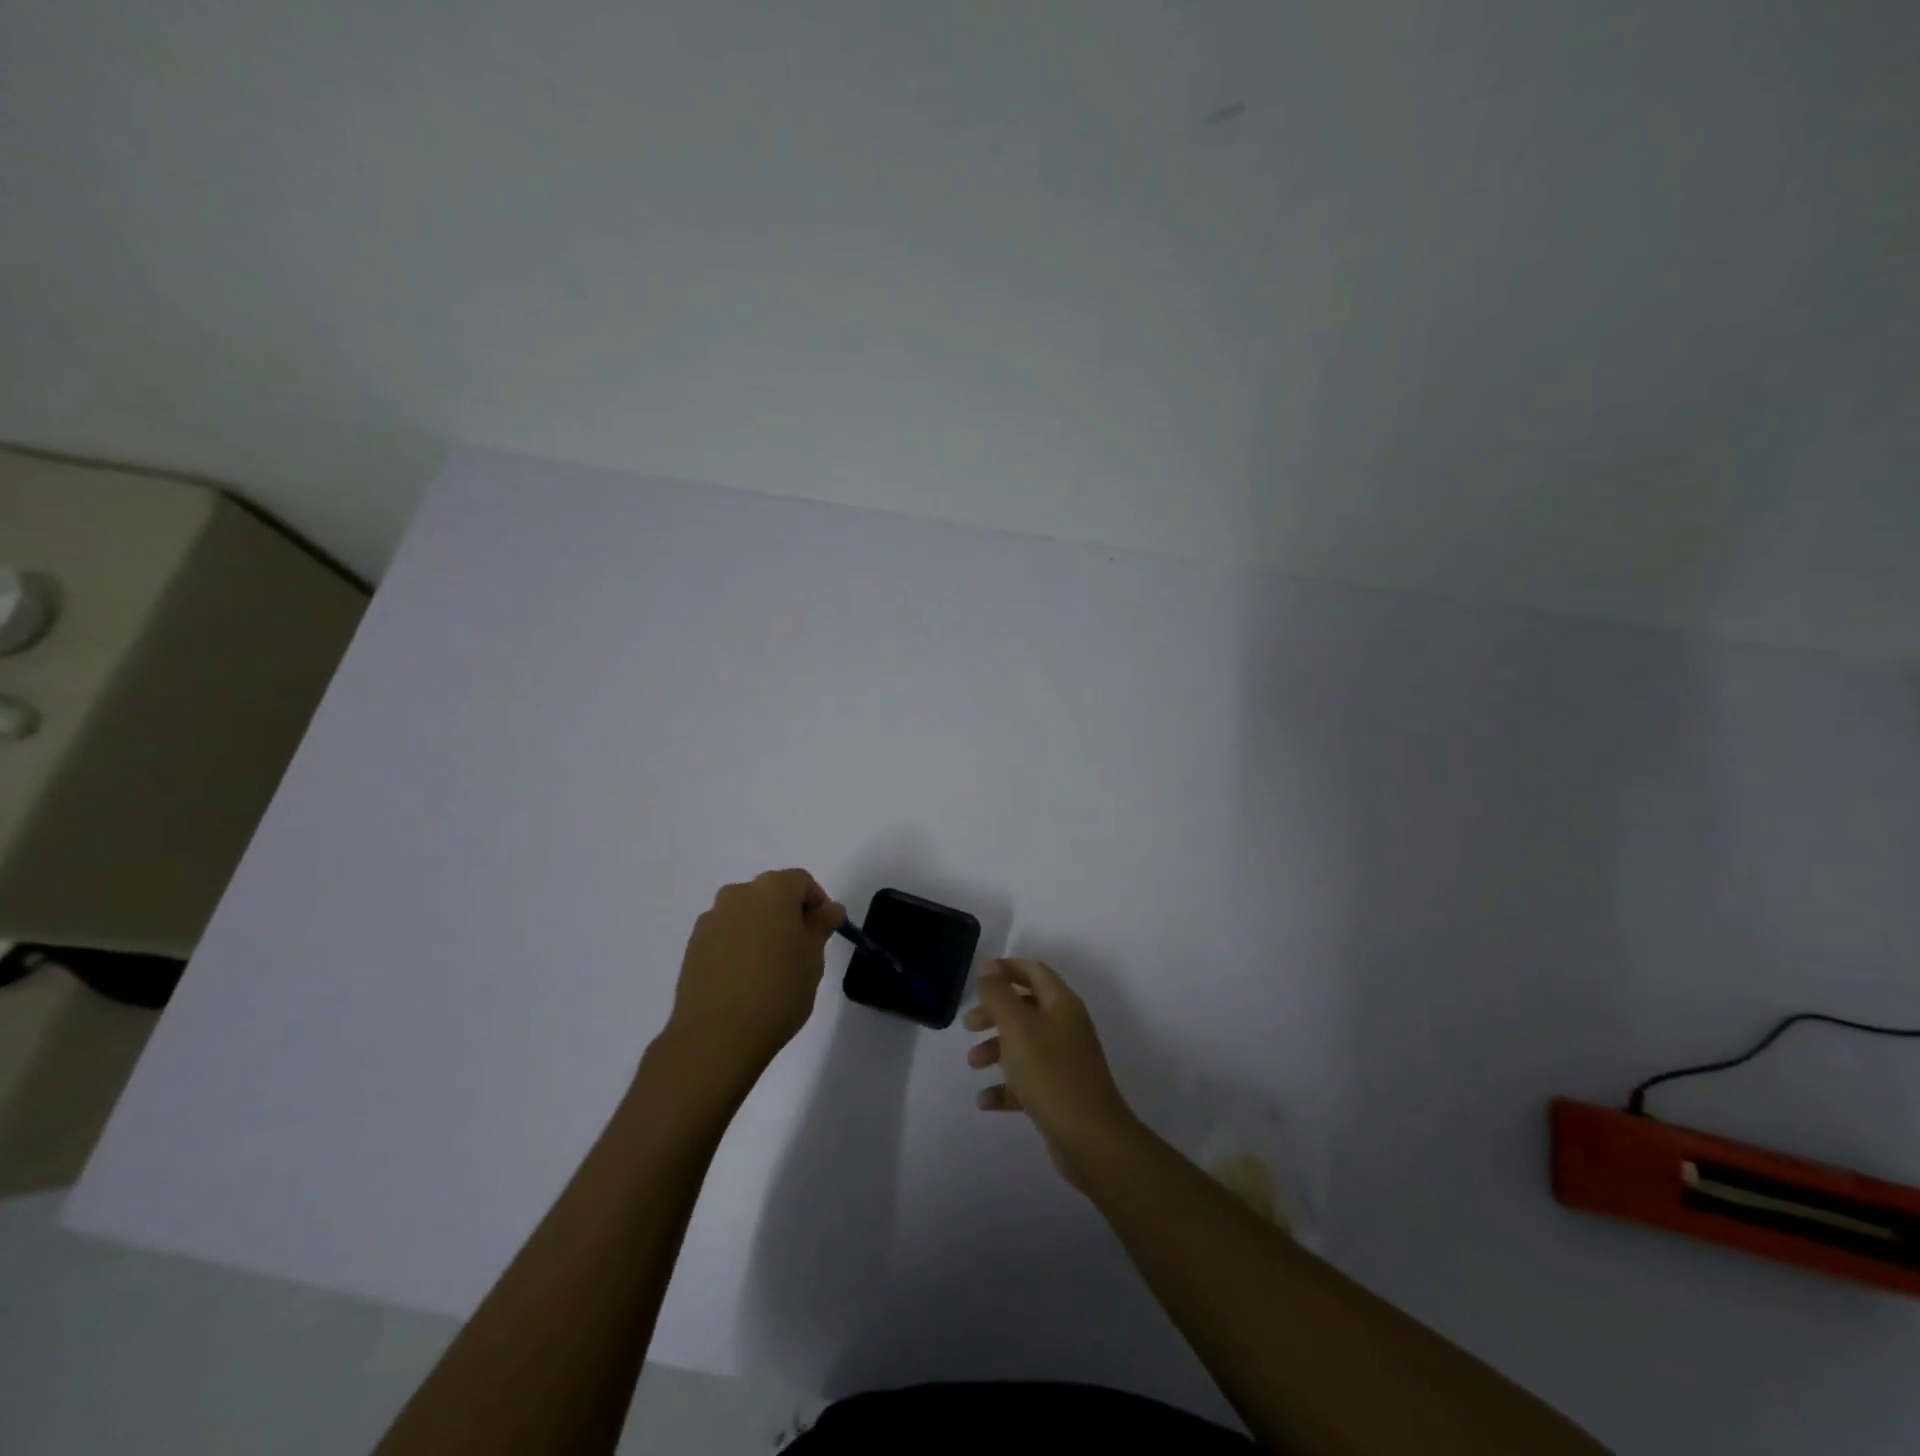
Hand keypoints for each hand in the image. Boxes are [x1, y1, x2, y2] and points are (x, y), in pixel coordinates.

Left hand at [662, 869, 844, 1090]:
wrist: (716, 1036)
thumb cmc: (778, 990)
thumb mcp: (813, 957)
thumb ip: (821, 925)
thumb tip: (830, 908)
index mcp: (772, 889)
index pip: (802, 881)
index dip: (817, 903)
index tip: (824, 932)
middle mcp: (738, 894)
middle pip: (771, 893)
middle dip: (788, 914)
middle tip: (800, 950)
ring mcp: (711, 918)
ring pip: (746, 914)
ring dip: (761, 929)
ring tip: (770, 967)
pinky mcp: (693, 945)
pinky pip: (725, 934)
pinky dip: (739, 946)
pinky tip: (745, 979)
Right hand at [965, 958, 1141, 1191]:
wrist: (1091, 1139)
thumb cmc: (1050, 1073)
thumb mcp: (1018, 1028)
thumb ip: (999, 995)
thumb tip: (988, 969)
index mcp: (1061, 1004)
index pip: (1034, 972)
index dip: (1006, 968)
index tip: (978, 977)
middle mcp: (1066, 1027)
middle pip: (1026, 1007)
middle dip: (995, 1013)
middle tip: (969, 1025)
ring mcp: (1065, 1061)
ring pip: (1024, 1044)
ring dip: (996, 1049)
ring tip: (973, 1064)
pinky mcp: (1060, 1093)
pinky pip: (1027, 1080)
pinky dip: (1006, 1086)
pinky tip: (985, 1099)